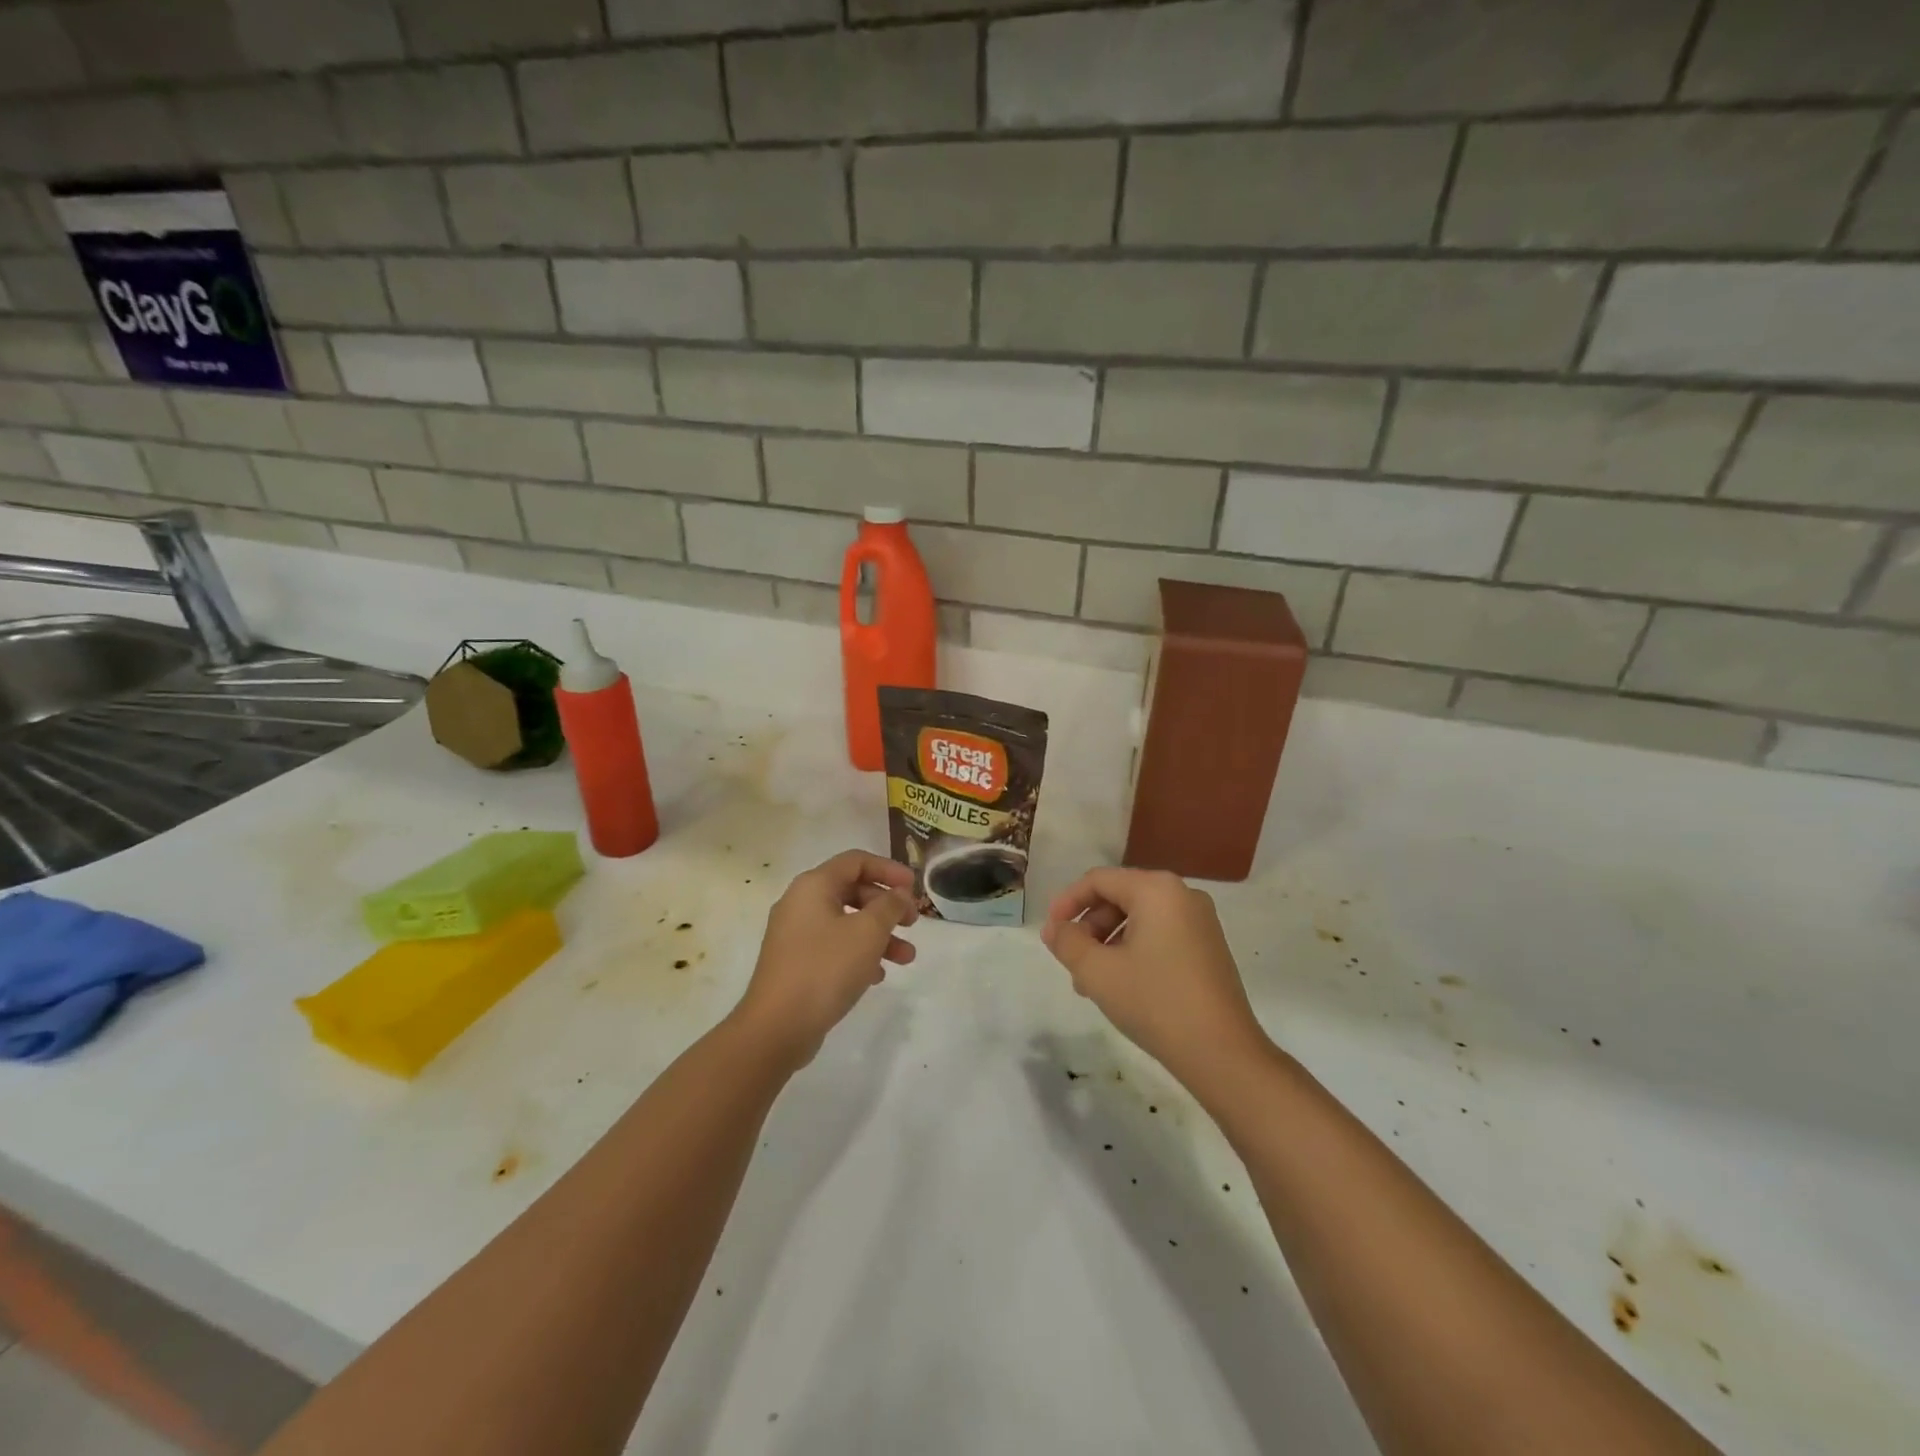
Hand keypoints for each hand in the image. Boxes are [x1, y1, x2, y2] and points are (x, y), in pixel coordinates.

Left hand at [730, 850, 918, 1070]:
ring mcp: (795, 935)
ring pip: (846, 923)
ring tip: (907, 958)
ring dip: (879, 935)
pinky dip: (859, 954)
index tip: (914, 887)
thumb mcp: (868, 932)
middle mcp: (800, 903)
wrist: (776, 1027)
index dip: (889, 869)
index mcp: (814, 886)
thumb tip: (899, 894)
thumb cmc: (825, 969)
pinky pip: (834, 947)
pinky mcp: (796, 963)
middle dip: (887, 906)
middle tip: (912, 923)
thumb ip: (889, 906)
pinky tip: (877, 975)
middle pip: (852, 891)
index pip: (856, 861)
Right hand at [1041, 868, 1269, 1090]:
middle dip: (1089, 927)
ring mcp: (1200, 921)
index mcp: (1156, 889)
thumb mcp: (1097, 971)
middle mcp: (1181, 894)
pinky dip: (1133, 951)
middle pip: (1119, 897)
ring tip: (1090, 983)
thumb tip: (1055, 929)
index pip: (1099, 880)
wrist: (1223, 1053)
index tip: (1050, 933)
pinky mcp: (1208, 947)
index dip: (1067, 902)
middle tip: (1071, 962)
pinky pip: (1159, 935)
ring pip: (1138, 919)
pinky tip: (1121, 986)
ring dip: (1108, 944)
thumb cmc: (1155, 1002)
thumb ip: (1067, 942)